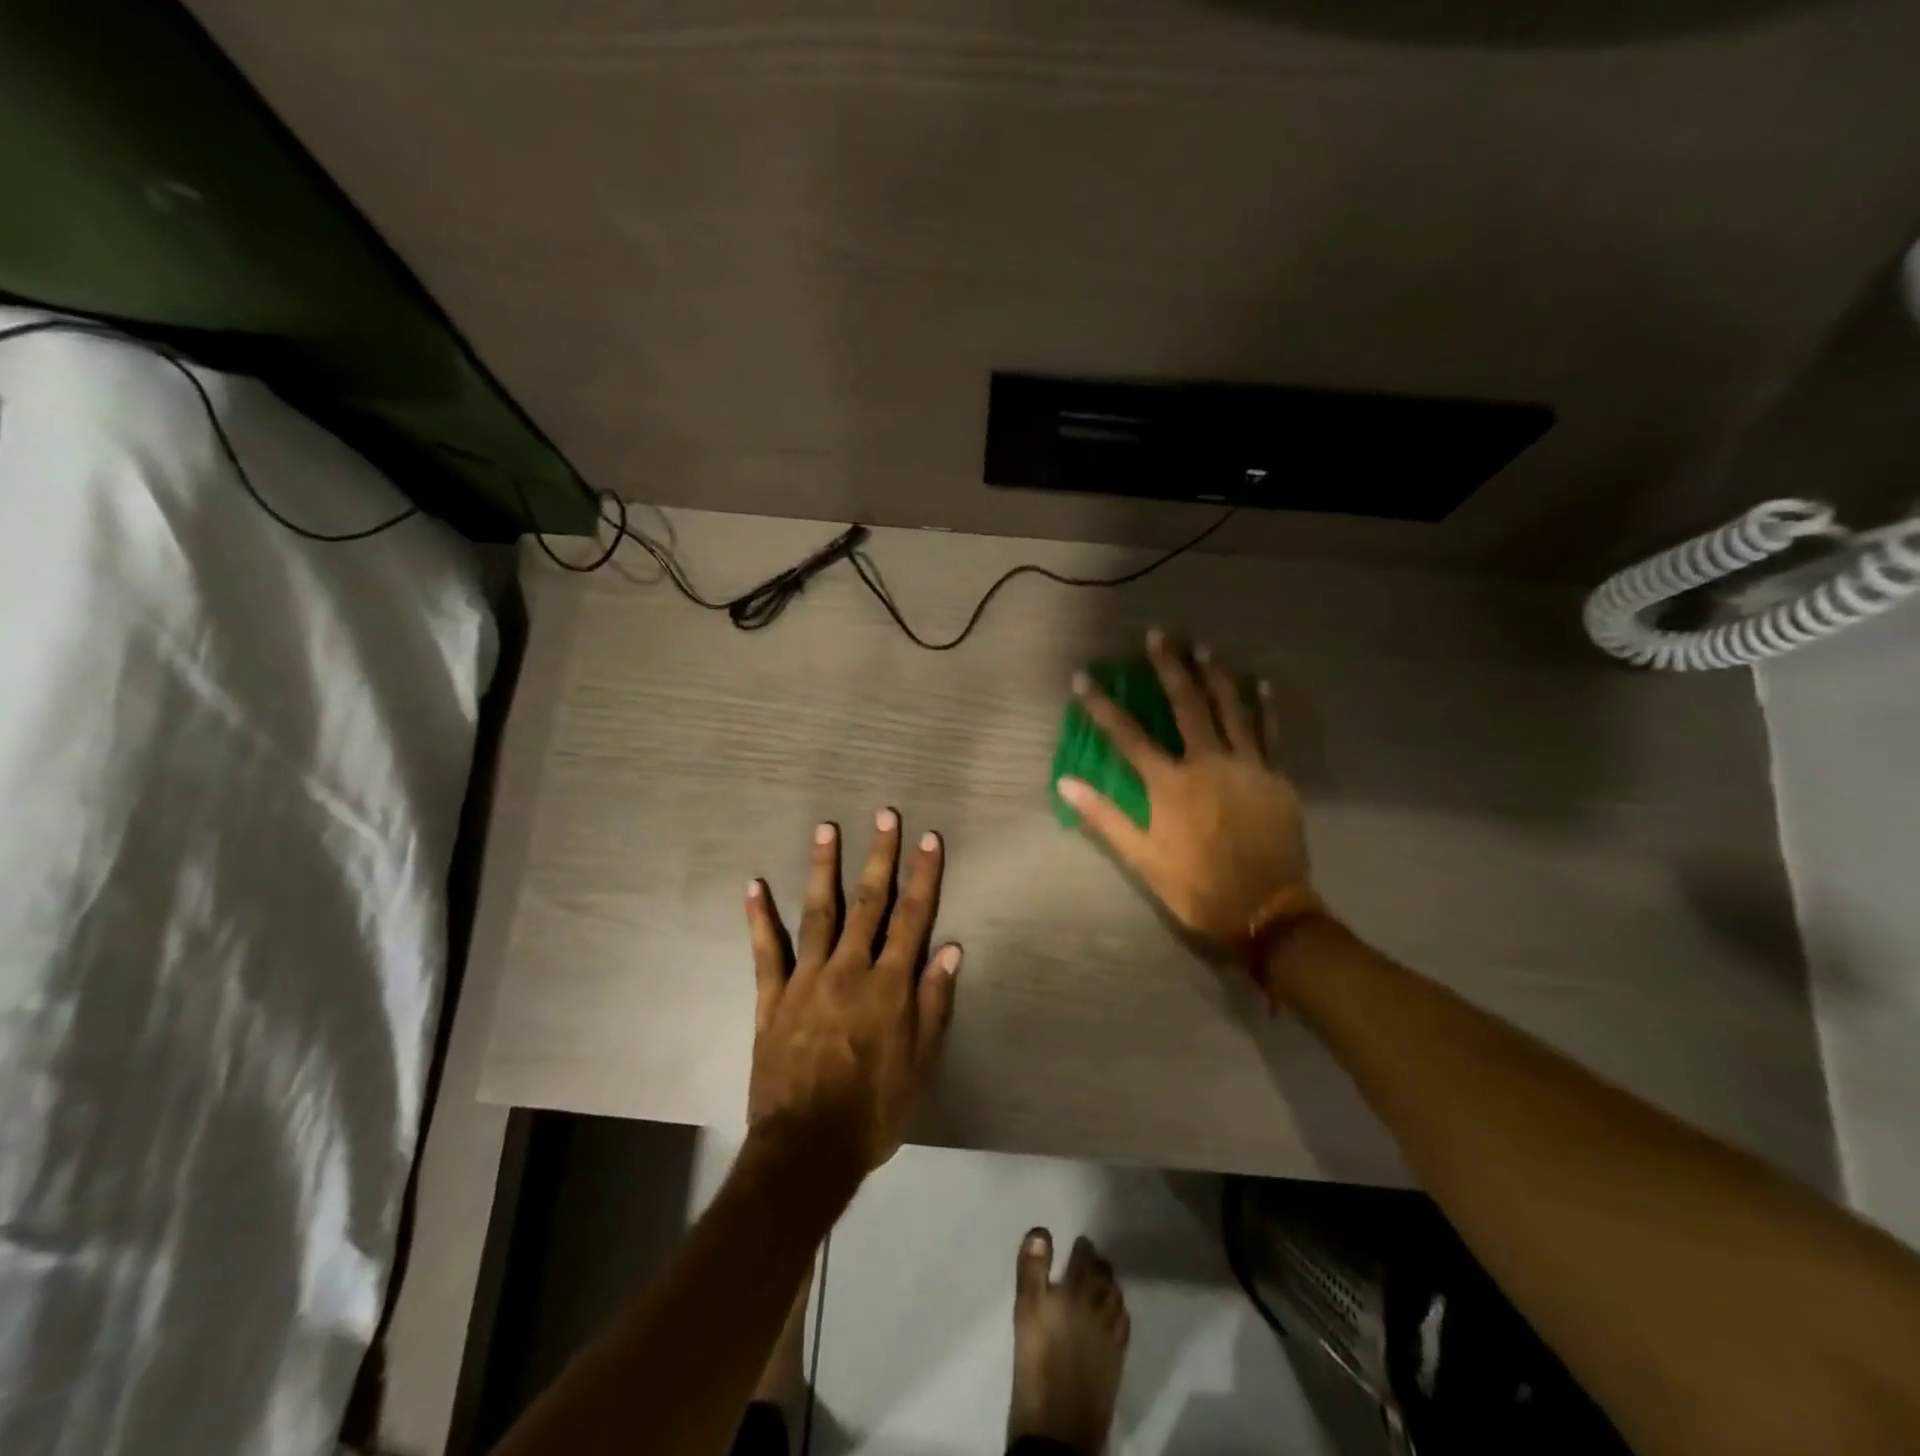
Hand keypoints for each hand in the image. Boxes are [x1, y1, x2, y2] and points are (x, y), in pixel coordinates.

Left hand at [743, 810, 961, 1180]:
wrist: (807, 1150)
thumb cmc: (874, 1110)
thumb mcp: (920, 1063)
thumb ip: (934, 1002)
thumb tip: (951, 949)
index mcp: (889, 985)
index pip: (912, 918)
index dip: (923, 876)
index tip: (928, 839)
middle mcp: (850, 970)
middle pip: (869, 902)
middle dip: (880, 856)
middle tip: (884, 815)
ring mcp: (807, 980)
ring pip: (819, 912)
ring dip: (823, 868)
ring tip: (826, 828)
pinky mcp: (773, 998)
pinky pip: (766, 951)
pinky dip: (759, 918)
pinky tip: (754, 885)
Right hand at [1057, 629, 1316, 953]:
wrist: (1266, 911)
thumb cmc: (1197, 887)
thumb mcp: (1142, 859)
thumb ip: (1104, 817)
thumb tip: (1066, 783)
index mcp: (1170, 784)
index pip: (1128, 735)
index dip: (1102, 706)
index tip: (1083, 678)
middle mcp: (1208, 763)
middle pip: (1185, 705)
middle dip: (1168, 668)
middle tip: (1158, 635)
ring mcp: (1246, 766)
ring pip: (1230, 709)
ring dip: (1215, 675)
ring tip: (1203, 646)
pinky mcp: (1275, 777)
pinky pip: (1269, 733)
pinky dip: (1265, 707)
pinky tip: (1261, 683)